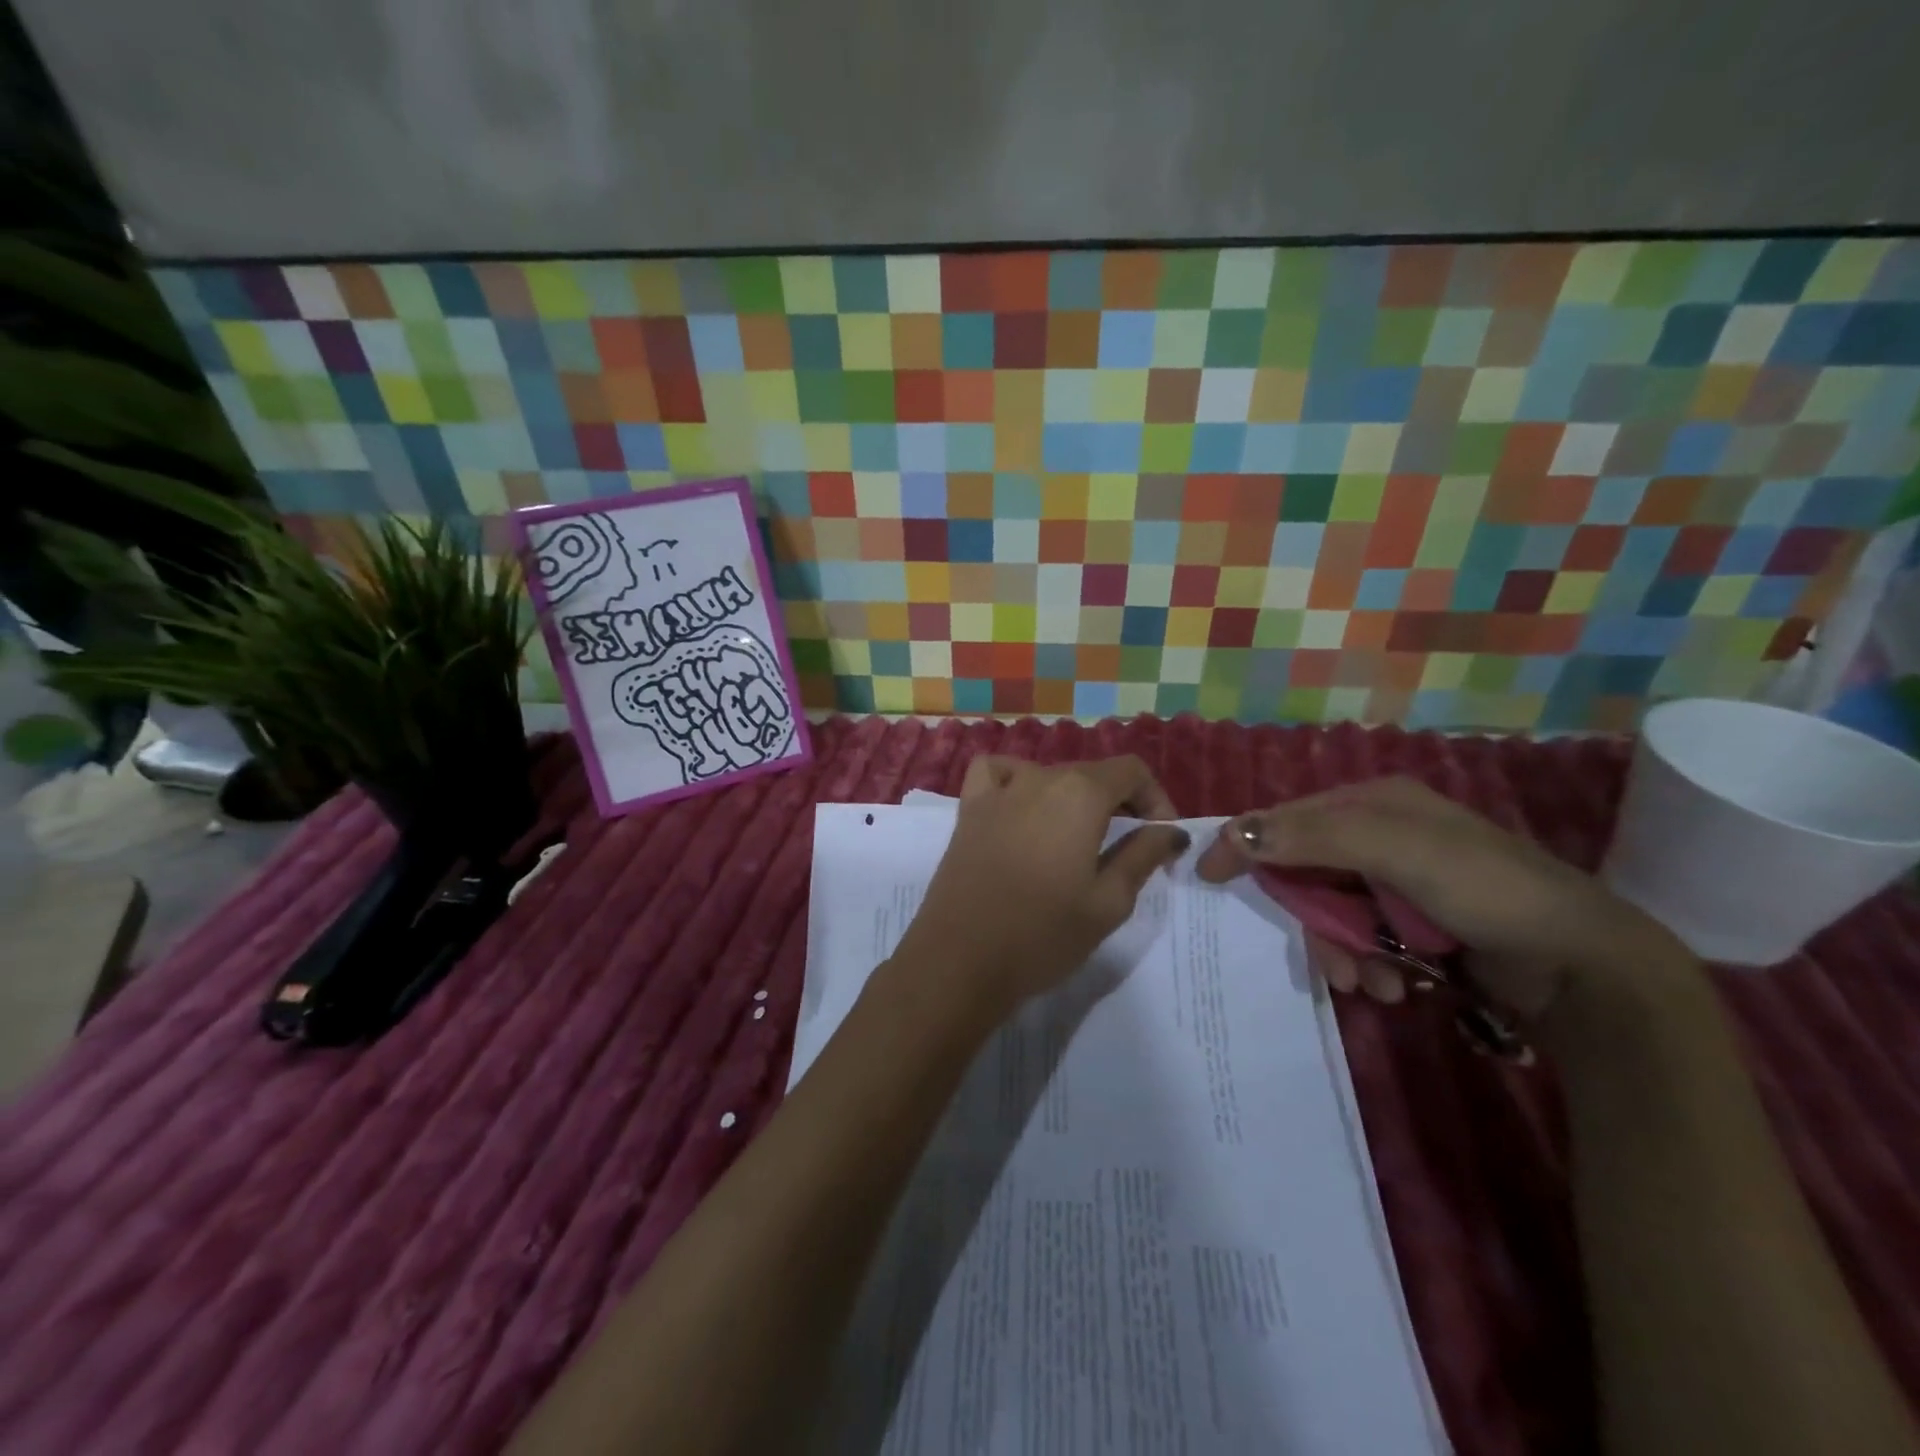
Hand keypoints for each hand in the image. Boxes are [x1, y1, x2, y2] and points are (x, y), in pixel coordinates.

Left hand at [894, 755, 1189, 1018]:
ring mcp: (998, 790)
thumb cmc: (1043, 935)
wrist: (960, 960)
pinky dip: (1015, 780)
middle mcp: (1039, 777)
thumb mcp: (1109, 902)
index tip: (1162, 836)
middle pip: (1091, 773)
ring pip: (1049, 775)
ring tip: (1078, 838)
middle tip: (1128, 848)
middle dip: (1119, 803)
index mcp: (1080, 793)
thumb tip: (1170, 830)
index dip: (1155, 799)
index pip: (1131, 770)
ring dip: (1073, 797)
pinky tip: (1021, 808)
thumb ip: (1143, 855)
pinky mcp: (968, 809)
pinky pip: (996, 773)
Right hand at [1195, 777, 1675, 1017]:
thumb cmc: (1486, 890)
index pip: (1288, 816)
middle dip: (1311, 919)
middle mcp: (1380, 835)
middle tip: (1327, 959)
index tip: (1207, 874)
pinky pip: (1358, 939)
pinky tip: (1390, 986)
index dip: (1246, 842)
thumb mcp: (1397, 852)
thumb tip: (1233, 831)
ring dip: (1340, 950)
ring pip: (1329, 912)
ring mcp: (1396, 882)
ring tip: (1370, 982)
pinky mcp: (1412, 924)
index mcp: (1374, 802)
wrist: (1584, 967)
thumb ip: (1314, 838)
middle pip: (1305, 871)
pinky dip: (1364, 963)